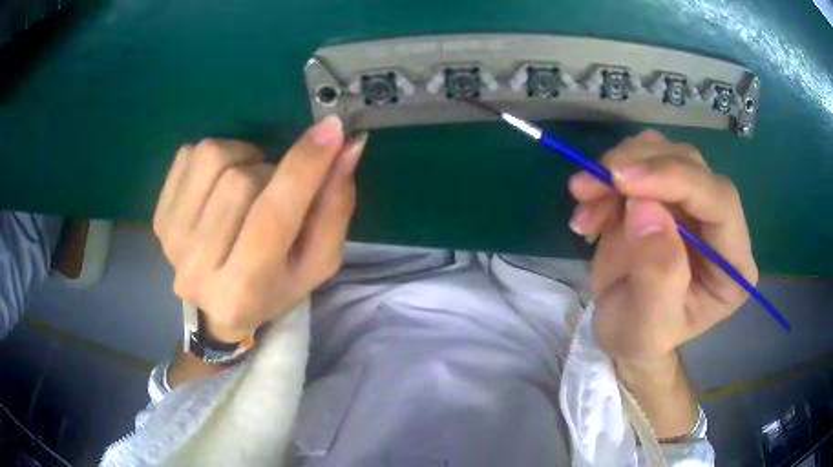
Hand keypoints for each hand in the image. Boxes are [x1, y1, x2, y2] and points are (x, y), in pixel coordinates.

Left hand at [154, 116, 366, 342]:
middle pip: (240, 181)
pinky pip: (191, 153)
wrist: (218, 307)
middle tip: (276, 189)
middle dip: (271, 172)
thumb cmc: (275, 286)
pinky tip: (221, 184)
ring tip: (248, 184)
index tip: (331, 128)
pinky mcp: (159, 217)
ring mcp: (172, 241)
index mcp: (244, 291)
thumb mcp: (317, 260)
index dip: (304, 168)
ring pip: (213, 159)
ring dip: (243, 159)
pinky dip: (216, 156)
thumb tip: (346, 147)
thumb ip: (335, 207)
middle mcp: (198, 270)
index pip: (272, 217)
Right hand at [567, 129, 757, 363]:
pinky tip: (589, 207)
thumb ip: (657, 276)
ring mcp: (693, 203)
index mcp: (733, 264)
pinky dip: (607, 176)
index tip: (624, 181)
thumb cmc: (640, 339)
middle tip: (591, 184)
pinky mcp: (664, 192)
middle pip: (692, 165)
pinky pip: (638, 161)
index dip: (677, 180)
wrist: (622, 330)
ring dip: (618, 167)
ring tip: (584, 198)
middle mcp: (720, 225)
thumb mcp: (648, 327)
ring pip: (663, 152)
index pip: (721, 202)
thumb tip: (646, 209)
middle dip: (640, 166)